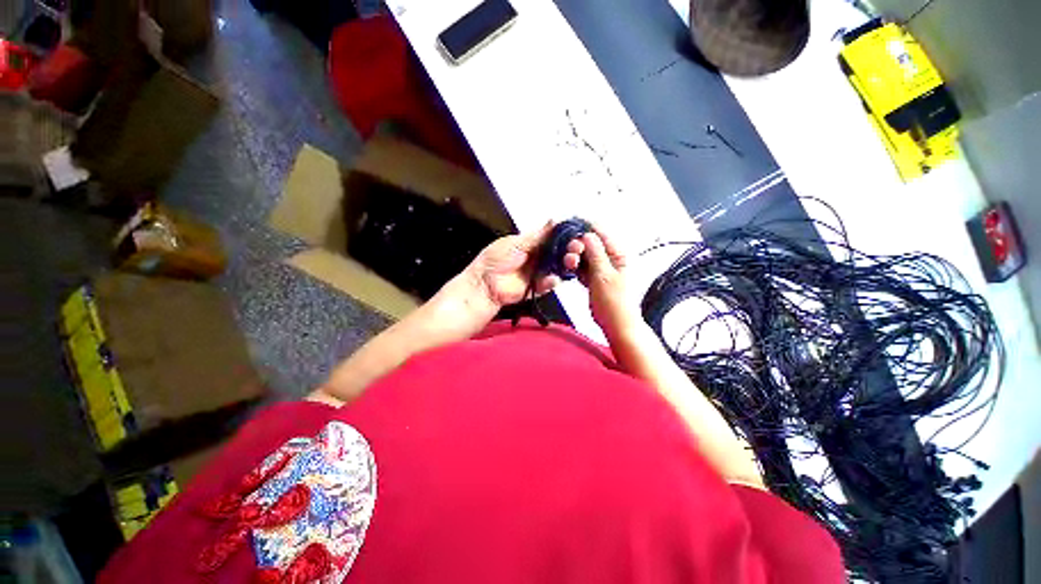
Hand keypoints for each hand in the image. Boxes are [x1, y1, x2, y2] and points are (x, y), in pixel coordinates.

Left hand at [464, 222, 581, 308]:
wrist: (485, 284)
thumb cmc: (496, 260)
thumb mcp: (516, 243)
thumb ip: (538, 235)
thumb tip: (555, 220)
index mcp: (533, 243)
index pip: (554, 237)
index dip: (566, 235)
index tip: (578, 233)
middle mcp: (539, 256)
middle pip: (560, 252)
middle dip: (570, 249)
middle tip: (577, 247)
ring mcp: (540, 272)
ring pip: (559, 267)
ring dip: (566, 263)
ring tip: (571, 261)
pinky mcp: (539, 287)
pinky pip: (551, 282)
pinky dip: (553, 280)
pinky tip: (553, 277)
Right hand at [576, 227, 640, 341]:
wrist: (616, 325)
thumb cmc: (613, 301)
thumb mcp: (604, 275)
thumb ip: (595, 253)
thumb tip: (587, 233)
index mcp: (617, 254)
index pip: (600, 233)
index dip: (585, 229)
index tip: (568, 230)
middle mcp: (609, 259)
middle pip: (590, 244)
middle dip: (578, 246)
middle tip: (571, 256)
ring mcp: (601, 269)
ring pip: (584, 256)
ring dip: (575, 258)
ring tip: (569, 265)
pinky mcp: (593, 279)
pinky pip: (582, 268)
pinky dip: (575, 268)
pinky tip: (569, 270)